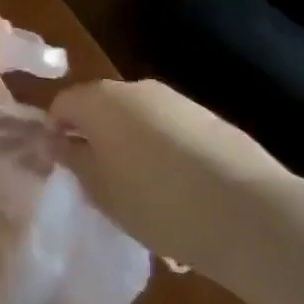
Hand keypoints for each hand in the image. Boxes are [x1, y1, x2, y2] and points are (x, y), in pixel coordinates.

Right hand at [49, 79, 297, 276]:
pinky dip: (168, 157)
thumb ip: (71, 159)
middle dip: (97, 141)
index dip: (55, 134)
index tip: (62, 168)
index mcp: (99, 100)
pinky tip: (182, 196)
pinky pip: (173, 135)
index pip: (61, 105)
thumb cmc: (156, 201)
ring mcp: (177, 101)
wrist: (250, 213)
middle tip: (101, 184)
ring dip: (133, 149)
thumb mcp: (99, 189)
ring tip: (146, 197)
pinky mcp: (212, 120)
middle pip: (102, 109)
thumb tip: (52, 140)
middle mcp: (135, 89)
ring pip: (139, 122)